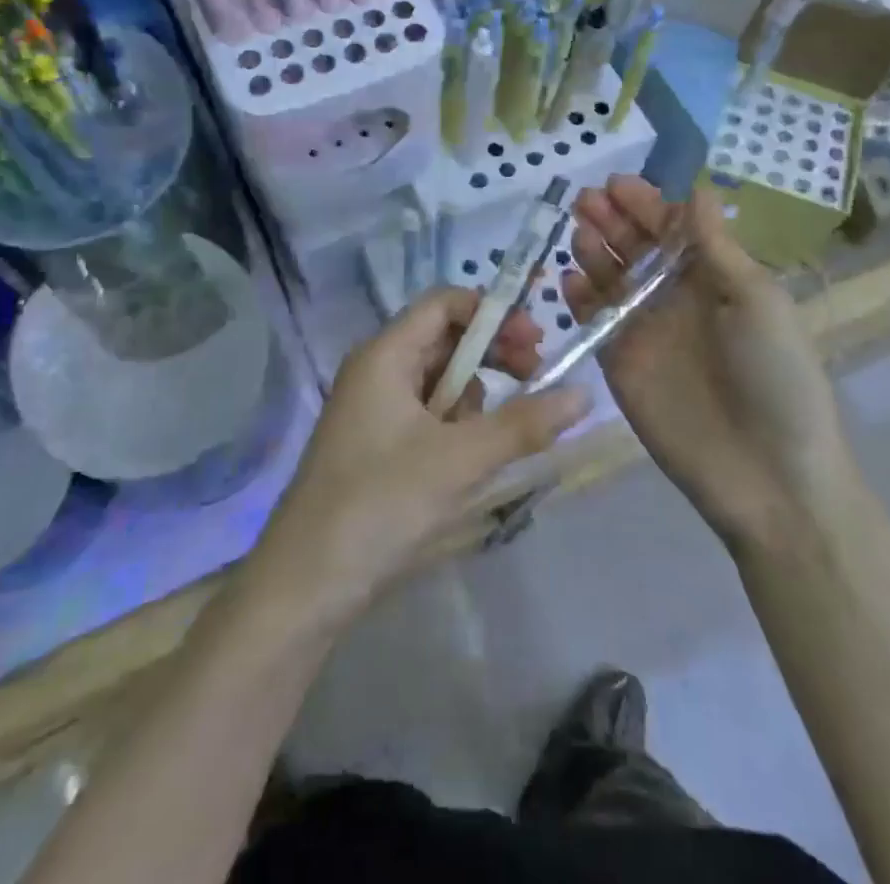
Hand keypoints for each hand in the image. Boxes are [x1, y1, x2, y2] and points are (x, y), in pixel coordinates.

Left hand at [249, 289, 589, 631]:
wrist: (305, 586)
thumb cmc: (380, 505)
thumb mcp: (460, 460)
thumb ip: (524, 424)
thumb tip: (584, 393)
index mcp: (385, 355)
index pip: (444, 303)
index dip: (493, 312)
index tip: (535, 342)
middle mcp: (377, 370)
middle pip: (445, 339)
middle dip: (492, 356)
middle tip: (535, 380)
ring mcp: (374, 409)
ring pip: (440, 381)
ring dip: (475, 399)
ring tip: (490, 441)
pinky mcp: (377, 445)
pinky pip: (427, 416)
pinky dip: (456, 428)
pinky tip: (466, 464)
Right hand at [564, 176, 846, 550]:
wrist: (768, 474)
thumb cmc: (776, 375)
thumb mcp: (756, 300)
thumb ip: (716, 247)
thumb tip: (699, 190)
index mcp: (715, 279)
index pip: (673, 229)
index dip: (647, 205)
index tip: (618, 184)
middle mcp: (676, 298)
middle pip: (636, 249)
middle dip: (613, 221)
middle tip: (587, 199)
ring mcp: (645, 330)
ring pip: (611, 279)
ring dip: (593, 251)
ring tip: (578, 230)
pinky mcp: (619, 363)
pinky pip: (594, 321)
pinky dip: (579, 298)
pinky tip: (569, 279)